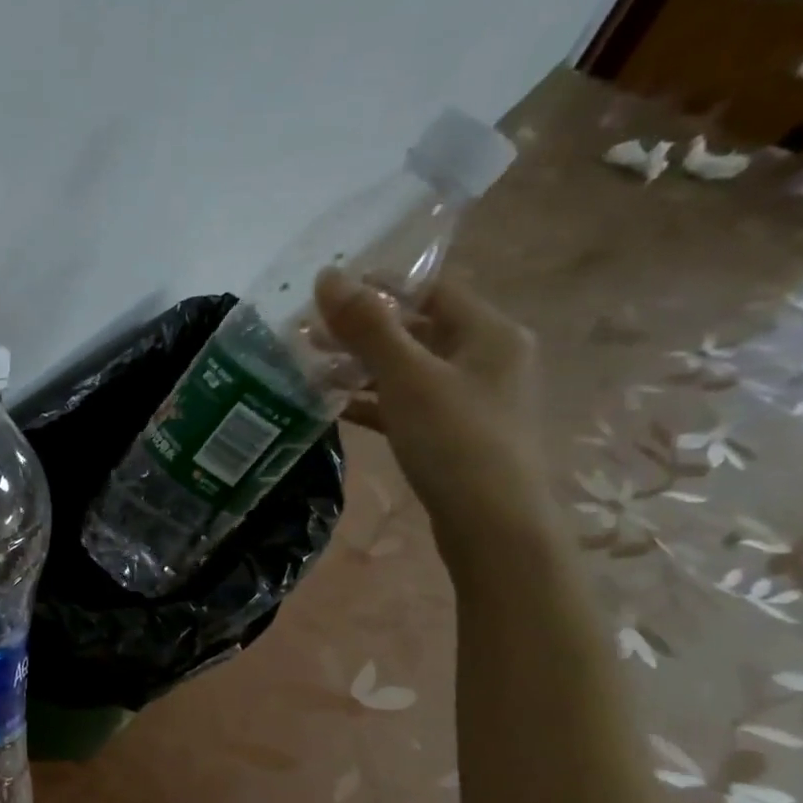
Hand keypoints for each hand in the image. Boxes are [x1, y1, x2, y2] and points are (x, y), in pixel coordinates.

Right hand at [314, 266, 552, 571]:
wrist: (492, 526)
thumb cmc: (456, 442)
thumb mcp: (408, 378)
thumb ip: (368, 327)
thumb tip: (328, 277)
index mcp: (489, 333)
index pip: (432, 289)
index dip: (381, 285)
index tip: (328, 291)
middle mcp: (487, 359)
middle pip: (418, 330)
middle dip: (363, 331)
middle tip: (309, 335)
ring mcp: (471, 400)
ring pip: (409, 371)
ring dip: (363, 368)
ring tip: (312, 370)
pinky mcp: (453, 436)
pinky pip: (408, 405)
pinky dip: (374, 402)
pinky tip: (336, 408)